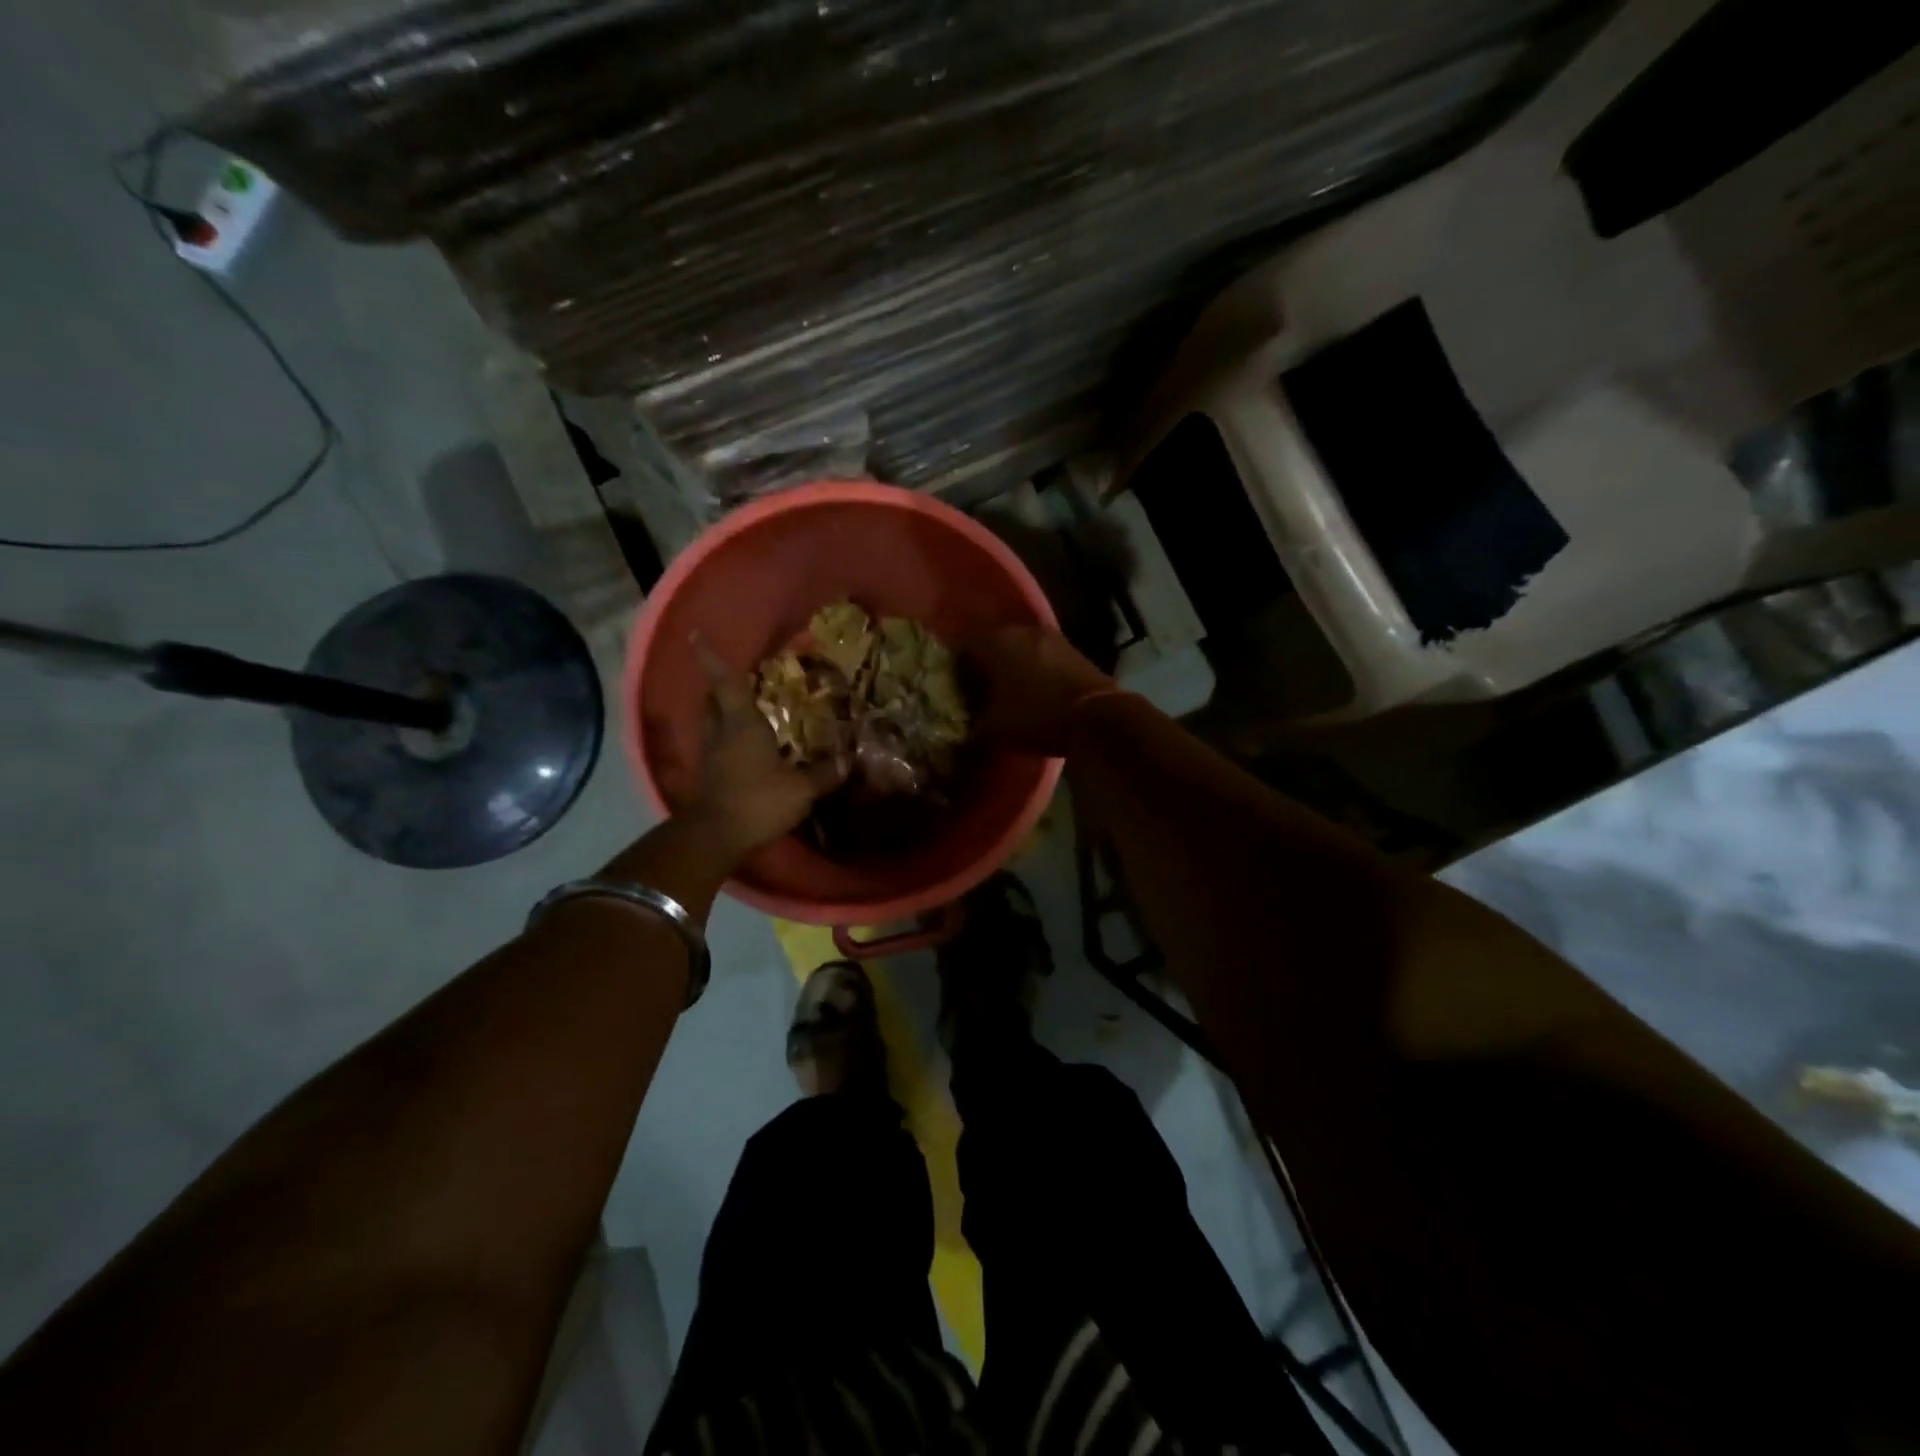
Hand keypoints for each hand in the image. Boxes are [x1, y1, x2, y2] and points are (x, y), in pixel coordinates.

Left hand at [683, 636, 844, 854]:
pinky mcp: (708, 776)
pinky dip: (725, 740)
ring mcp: (710, 755)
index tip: (695, 634)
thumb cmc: (757, 802)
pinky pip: (715, 746)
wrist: (715, 838)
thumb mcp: (800, 790)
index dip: (710, 657)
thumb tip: (846, 761)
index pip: (725, 683)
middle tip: (733, 681)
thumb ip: (823, 774)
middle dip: (718, 687)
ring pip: (710, 723)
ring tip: (740, 711)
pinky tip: (742, 748)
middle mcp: (721, 733)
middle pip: (712, 701)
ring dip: (720, 713)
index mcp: (741, 725)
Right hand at [968, 625, 1116, 755]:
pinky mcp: (1072, 648)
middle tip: (977, 690)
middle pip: (991, 643)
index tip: (953, 687)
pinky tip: (1032, 689)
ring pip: (1018, 647)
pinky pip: (1040, 654)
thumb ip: (974, 725)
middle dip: (983, 665)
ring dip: (1010, 665)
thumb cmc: (1039, 716)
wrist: (1098, 716)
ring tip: (1005, 691)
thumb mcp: (996, 729)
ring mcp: (1050, 637)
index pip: (963, 646)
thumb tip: (964, 728)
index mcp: (996, 642)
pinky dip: (1032, 668)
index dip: (955, 667)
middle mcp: (1021, 630)